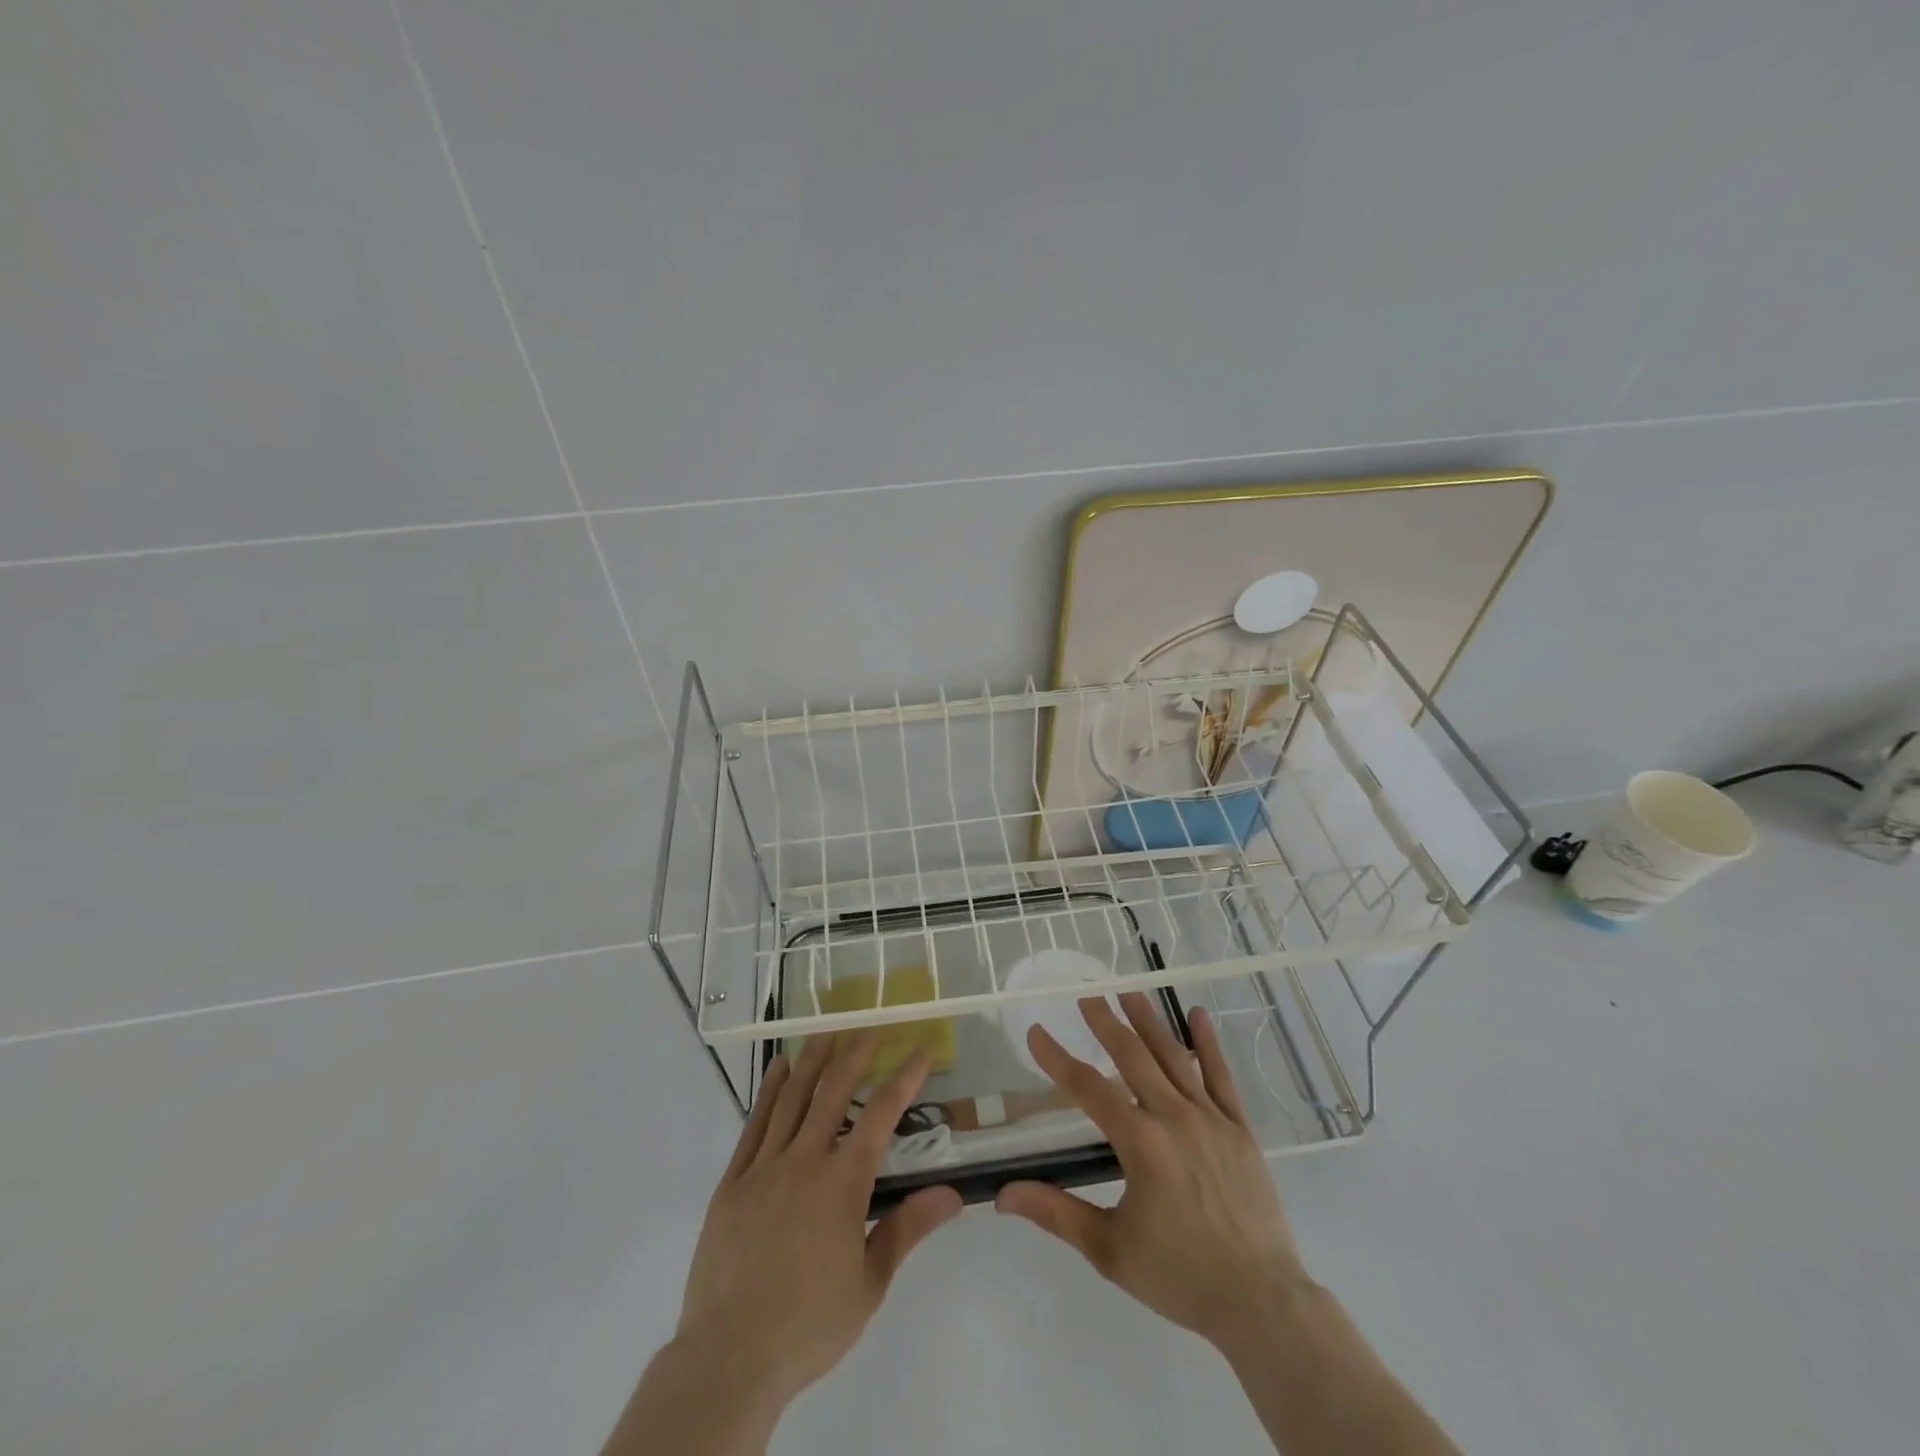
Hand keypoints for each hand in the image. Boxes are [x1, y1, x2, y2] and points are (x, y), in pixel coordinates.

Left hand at [673, 1031, 962, 1414]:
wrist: (729, 1356)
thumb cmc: (809, 1324)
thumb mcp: (870, 1283)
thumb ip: (908, 1229)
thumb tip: (952, 1193)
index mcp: (843, 1183)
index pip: (881, 1115)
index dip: (904, 1078)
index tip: (919, 1050)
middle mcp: (805, 1160)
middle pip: (833, 1092)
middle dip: (854, 1055)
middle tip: (868, 1028)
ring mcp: (765, 1167)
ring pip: (792, 1098)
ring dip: (813, 1061)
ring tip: (826, 1033)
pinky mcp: (733, 1181)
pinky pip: (755, 1124)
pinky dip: (769, 1091)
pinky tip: (778, 1069)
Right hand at [995, 993, 1309, 1350]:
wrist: (1262, 1302)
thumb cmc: (1180, 1276)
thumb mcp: (1110, 1249)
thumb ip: (1056, 1214)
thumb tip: (1002, 1196)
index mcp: (1140, 1143)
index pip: (1087, 1088)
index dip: (1057, 1058)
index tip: (1036, 1032)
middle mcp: (1173, 1117)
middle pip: (1132, 1056)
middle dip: (1105, 1023)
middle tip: (1086, 996)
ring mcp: (1211, 1118)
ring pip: (1173, 1056)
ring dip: (1148, 1022)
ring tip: (1128, 992)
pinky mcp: (1240, 1128)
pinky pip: (1221, 1076)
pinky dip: (1208, 1043)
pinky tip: (1197, 1015)